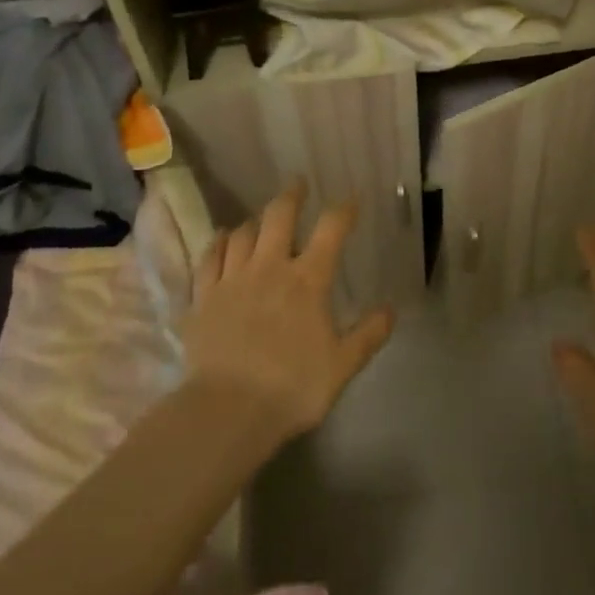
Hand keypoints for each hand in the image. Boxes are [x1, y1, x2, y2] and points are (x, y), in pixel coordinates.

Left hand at [184, 182, 394, 438]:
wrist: (228, 410)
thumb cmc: (293, 386)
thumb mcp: (343, 365)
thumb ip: (368, 334)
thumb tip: (390, 310)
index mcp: (308, 280)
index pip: (331, 230)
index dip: (343, 210)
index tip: (351, 200)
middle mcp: (269, 268)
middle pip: (279, 217)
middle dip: (291, 196)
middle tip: (298, 184)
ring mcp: (232, 280)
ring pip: (242, 234)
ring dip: (255, 221)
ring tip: (261, 218)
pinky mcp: (203, 298)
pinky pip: (209, 258)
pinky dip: (219, 243)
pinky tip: (223, 238)